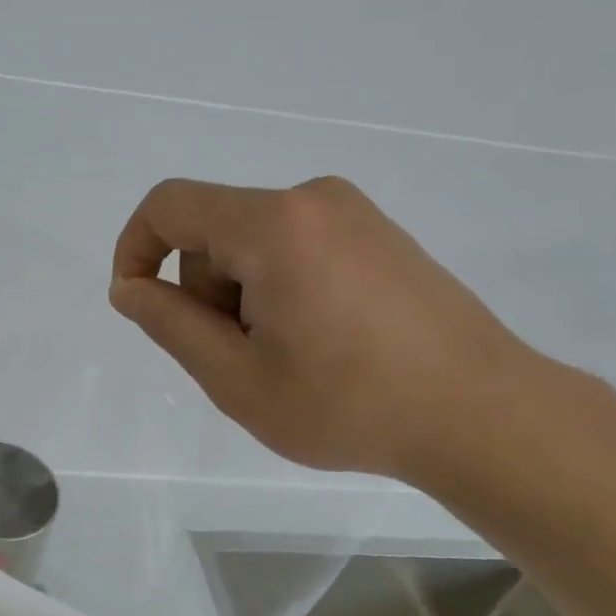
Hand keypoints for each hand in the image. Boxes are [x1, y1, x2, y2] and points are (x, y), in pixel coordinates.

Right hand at [110, 176, 542, 482]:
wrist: (485, 415)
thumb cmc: (348, 403)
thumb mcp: (236, 377)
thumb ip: (169, 324)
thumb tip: (130, 288)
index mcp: (273, 224)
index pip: (170, 206)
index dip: (135, 248)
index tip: (137, 304)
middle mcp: (311, 200)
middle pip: (214, 231)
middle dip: (203, 292)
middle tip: (237, 360)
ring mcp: (353, 214)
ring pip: (254, 244)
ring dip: (242, 297)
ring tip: (284, 359)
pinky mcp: (379, 236)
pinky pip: (296, 249)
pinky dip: (279, 290)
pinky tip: (318, 343)